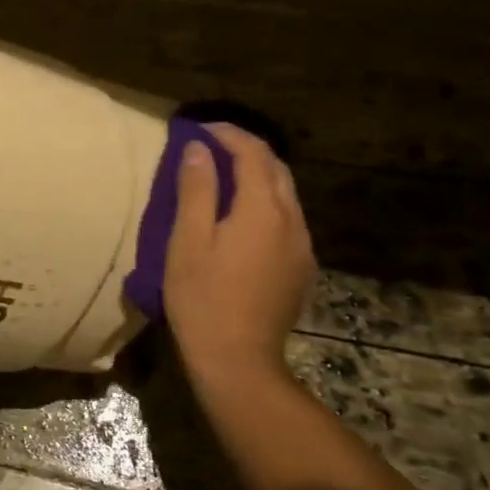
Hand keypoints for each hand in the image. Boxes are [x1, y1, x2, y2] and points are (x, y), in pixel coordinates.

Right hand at [163, 124, 314, 392]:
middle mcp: (291, 221)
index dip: (227, 134)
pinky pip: (287, 220)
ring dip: (258, 176)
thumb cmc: (201, 298)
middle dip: (246, 150)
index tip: (199, 128)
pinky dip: (266, 203)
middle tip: (212, 147)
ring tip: (225, 177)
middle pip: (276, 169)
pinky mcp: (301, 269)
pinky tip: (243, 218)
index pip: (252, 153)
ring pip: (285, 195)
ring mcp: (302, 247)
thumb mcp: (187, 241)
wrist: (238, 360)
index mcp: (261, 209)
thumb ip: (196, 190)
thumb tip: (199, 150)